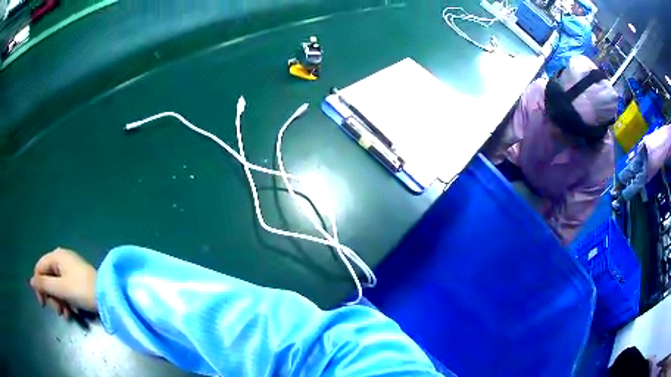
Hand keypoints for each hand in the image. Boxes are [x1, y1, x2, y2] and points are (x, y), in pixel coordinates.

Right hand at [30, 248, 96, 318]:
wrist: (107, 296)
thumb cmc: (81, 290)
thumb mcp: (60, 288)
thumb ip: (44, 284)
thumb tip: (31, 281)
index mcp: (57, 256)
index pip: (39, 268)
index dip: (39, 286)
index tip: (42, 304)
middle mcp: (62, 260)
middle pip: (48, 279)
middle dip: (52, 297)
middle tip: (58, 311)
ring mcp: (70, 270)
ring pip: (57, 287)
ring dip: (59, 302)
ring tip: (67, 314)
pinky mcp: (78, 281)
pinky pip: (66, 291)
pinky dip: (67, 302)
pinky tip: (72, 313)